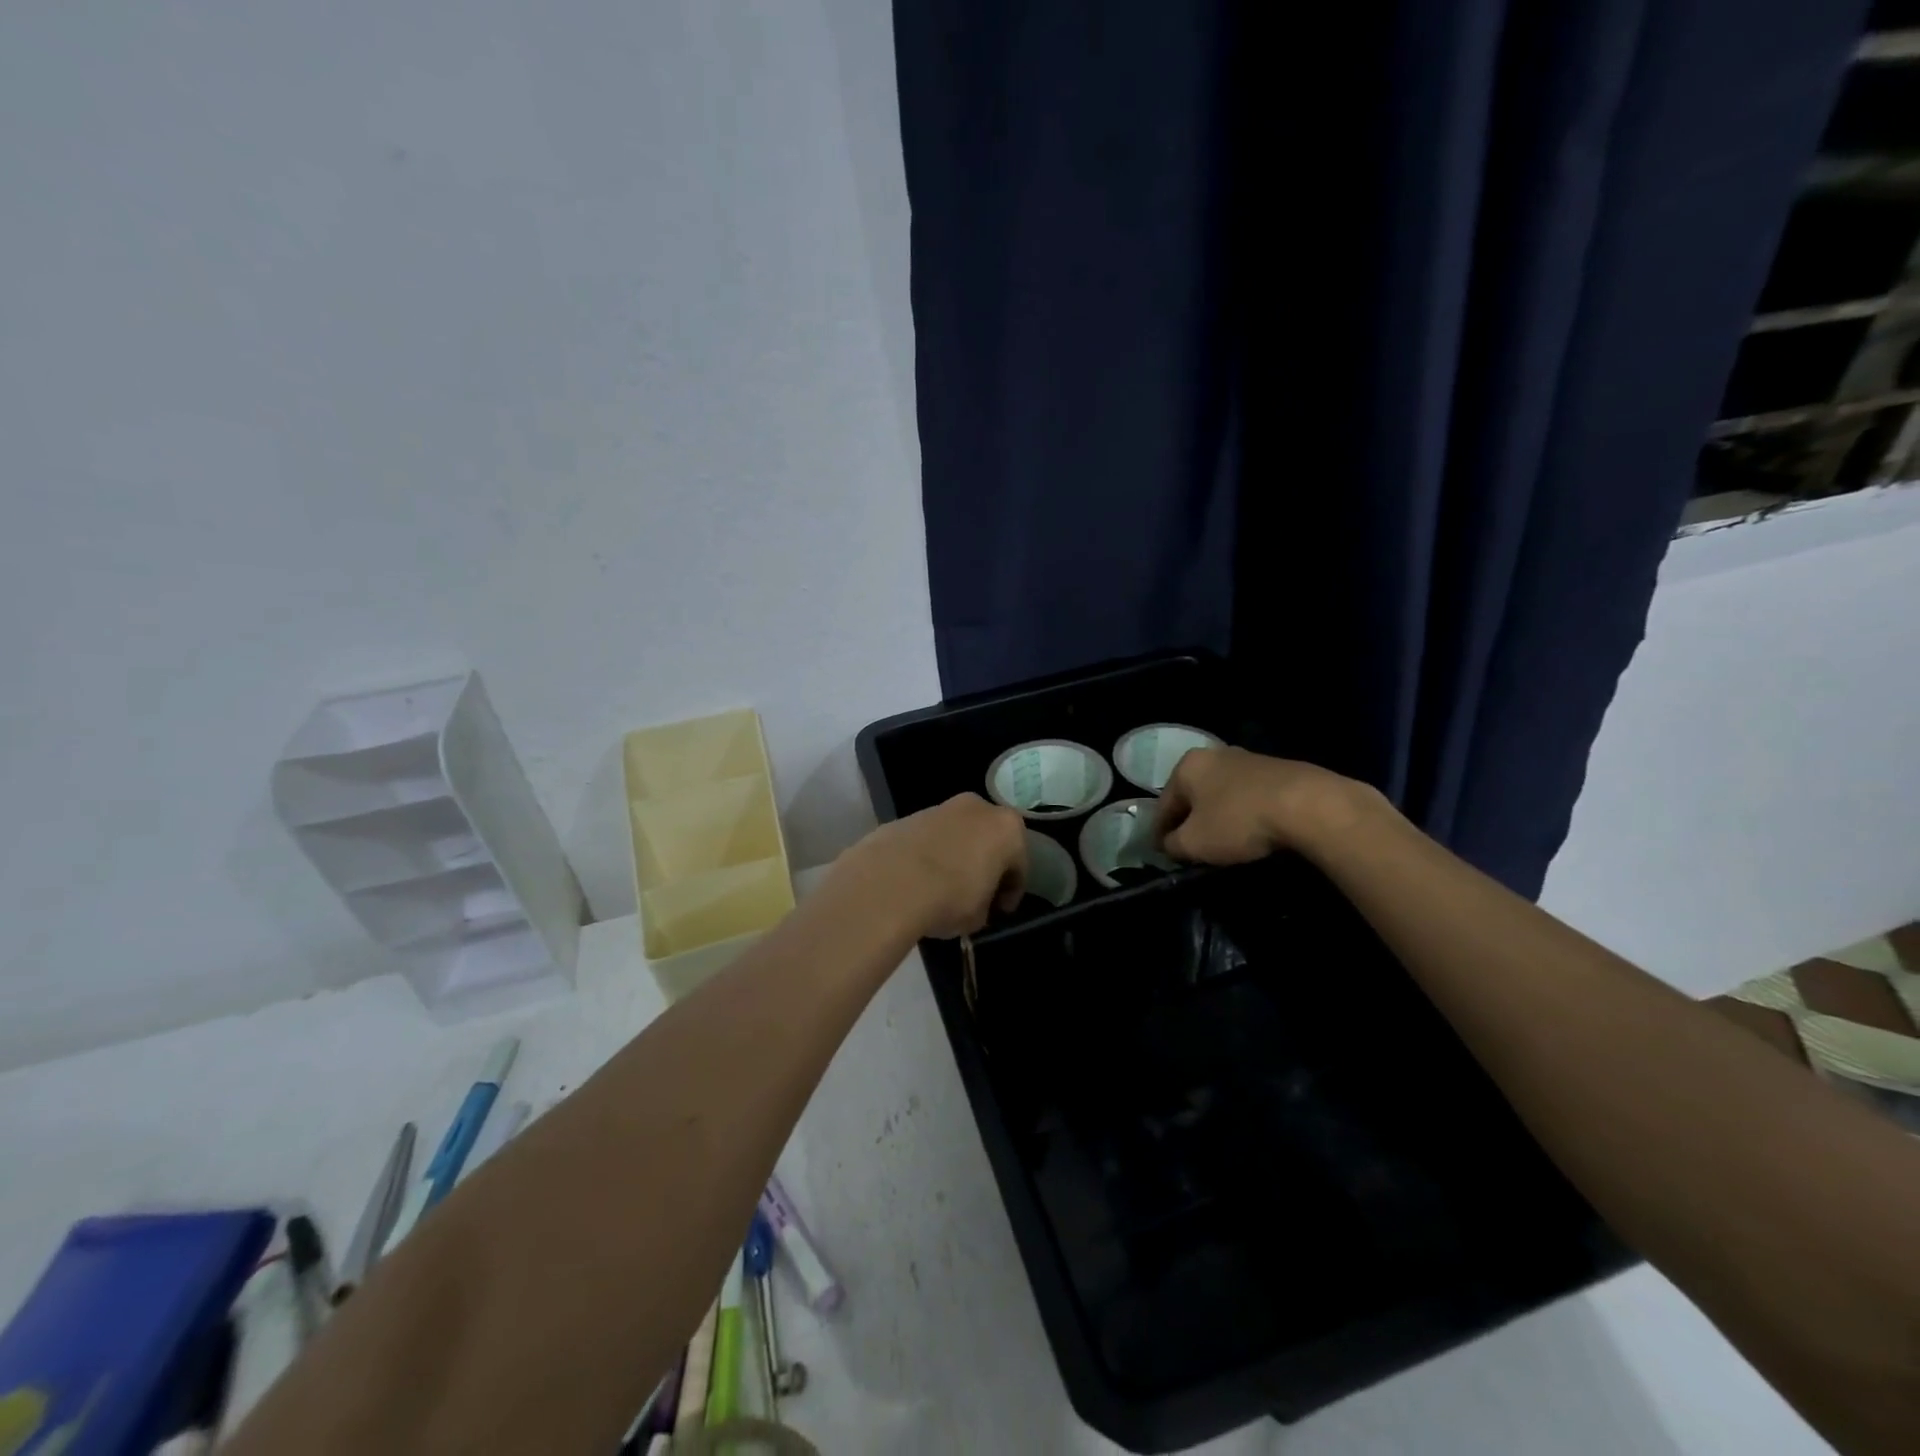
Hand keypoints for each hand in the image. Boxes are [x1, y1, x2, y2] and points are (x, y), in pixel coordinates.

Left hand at [838, 793, 1027, 938]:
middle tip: (976, 894)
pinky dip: (929, 854)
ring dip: (955, 856)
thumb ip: (984, 905)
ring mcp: (940, 807)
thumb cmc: (950, 898)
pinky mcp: (908, 816)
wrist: (890, 882)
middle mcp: (977, 808)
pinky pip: (929, 838)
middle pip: (988, 839)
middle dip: (984, 864)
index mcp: (1006, 828)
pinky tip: (917, 880)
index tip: (1000, 910)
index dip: (1011, 891)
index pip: (1018, 864)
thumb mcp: (978, 916)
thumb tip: (974, 905)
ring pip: (957, 834)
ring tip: (942, 887)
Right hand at [1153, 747, 1377, 864]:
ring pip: (1221, 794)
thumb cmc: (1238, 821)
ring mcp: (1248, 759)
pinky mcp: (1278, 769)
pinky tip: (1251, 832)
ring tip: (1222, 842)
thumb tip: (1170, 845)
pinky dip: (1243, 813)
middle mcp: (1214, 754)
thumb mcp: (1195, 843)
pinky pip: (1248, 796)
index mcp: (1187, 766)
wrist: (1308, 805)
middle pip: (1193, 796)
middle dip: (1189, 821)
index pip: (1163, 805)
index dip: (1159, 833)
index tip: (1161, 854)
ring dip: (1217, 816)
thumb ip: (1173, 845)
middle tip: (1190, 848)